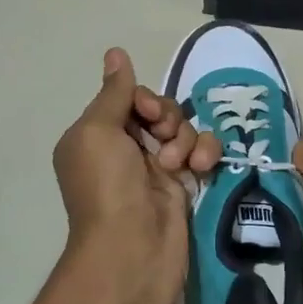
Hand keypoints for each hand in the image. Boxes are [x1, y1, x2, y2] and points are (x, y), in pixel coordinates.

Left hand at [51, 47, 221, 303]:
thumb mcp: (98, 131)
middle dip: (168, 118)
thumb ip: (114, 92)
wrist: (132, 251)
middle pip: (158, 111)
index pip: (129, 98)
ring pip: (182, 130)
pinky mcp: (183, 186)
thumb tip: (115, 52)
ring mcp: (155, 169)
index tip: (149, 115)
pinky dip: (205, 153)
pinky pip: (201, 153)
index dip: (145, 100)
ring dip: (185, 138)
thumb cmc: (107, 186)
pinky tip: (202, 166)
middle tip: (163, 140)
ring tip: (180, 164)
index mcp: (96, 136)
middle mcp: (124, 149)